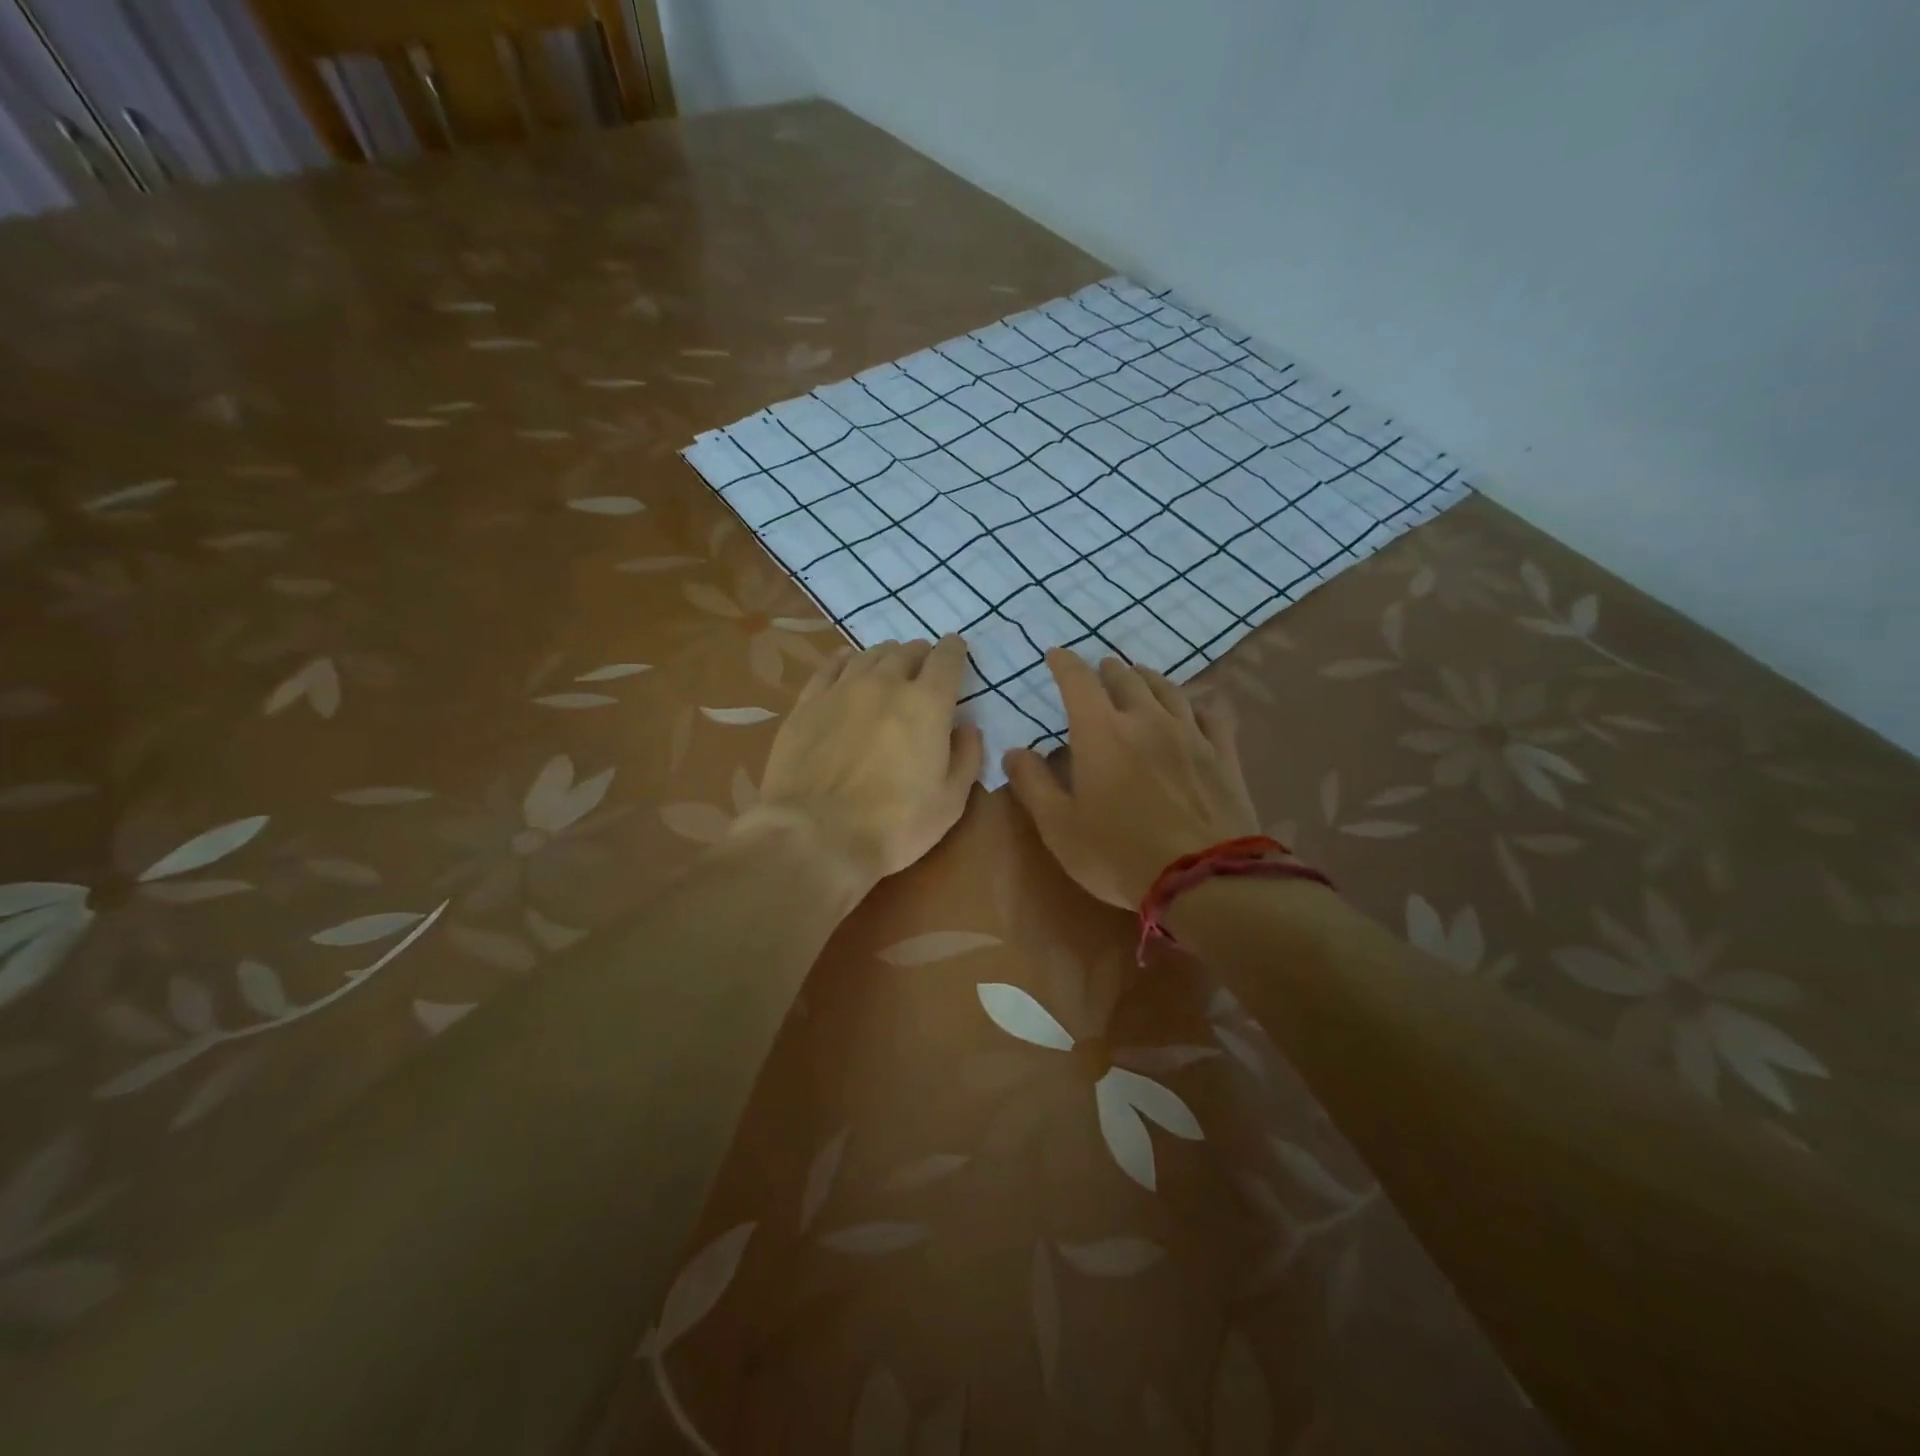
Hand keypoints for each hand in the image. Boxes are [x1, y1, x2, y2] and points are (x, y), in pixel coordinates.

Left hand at [735, 636, 983, 894]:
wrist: (816, 835)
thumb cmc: (895, 824)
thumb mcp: (950, 801)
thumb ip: (966, 757)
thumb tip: (967, 726)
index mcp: (927, 704)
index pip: (947, 659)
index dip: (955, 651)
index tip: (957, 650)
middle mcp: (885, 683)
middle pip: (907, 652)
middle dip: (921, 654)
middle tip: (924, 666)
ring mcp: (842, 690)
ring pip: (869, 655)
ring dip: (886, 656)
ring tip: (890, 664)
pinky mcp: (808, 704)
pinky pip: (830, 667)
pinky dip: (846, 660)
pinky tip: (848, 662)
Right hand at [1003, 650, 1259, 908]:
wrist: (1203, 878)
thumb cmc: (1118, 854)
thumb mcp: (1059, 827)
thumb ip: (1033, 784)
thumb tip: (1014, 752)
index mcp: (1101, 732)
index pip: (1078, 681)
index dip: (1064, 663)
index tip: (1056, 654)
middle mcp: (1146, 719)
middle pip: (1126, 679)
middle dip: (1107, 670)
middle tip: (1100, 669)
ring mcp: (1189, 733)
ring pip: (1167, 689)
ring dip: (1148, 678)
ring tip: (1140, 676)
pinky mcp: (1222, 754)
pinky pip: (1209, 713)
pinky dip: (1194, 703)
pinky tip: (1192, 708)